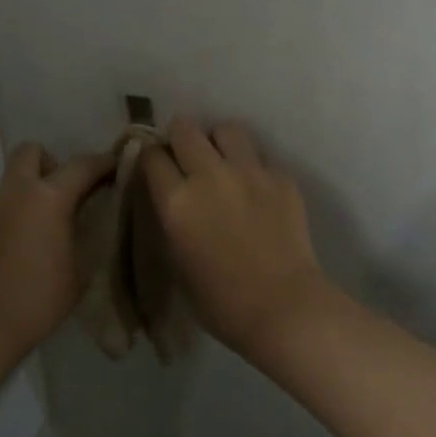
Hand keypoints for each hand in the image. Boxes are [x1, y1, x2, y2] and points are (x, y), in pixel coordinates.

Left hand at [0, 143, 112, 361]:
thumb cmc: (35, 303)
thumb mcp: (79, 272)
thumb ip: (85, 236)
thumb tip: (85, 220)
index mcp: (47, 199)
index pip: (81, 165)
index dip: (103, 163)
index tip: (115, 167)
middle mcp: (13, 194)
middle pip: (30, 152)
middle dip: (51, 163)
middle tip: (63, 195)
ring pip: (10, 185)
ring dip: (27, 197)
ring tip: (38, 235)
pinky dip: (8, 222)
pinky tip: (12, 256)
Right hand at [141, 118, 336, 356]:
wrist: (284, 308)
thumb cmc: (221, 302)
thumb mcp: (177, 262)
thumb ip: (171, 221)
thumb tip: (172, 200)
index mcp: (177, 201)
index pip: (151, 155)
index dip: (151, 158)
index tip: (156, 168)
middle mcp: (209, 175)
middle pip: (184, 128)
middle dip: (180, 138)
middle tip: (186, 158)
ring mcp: (249, 171)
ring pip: (226, 128)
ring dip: (219, 142)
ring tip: (224, 162)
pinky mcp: (281, 177)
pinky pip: (261, 157)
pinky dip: (254, 168)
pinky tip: (258, 191)